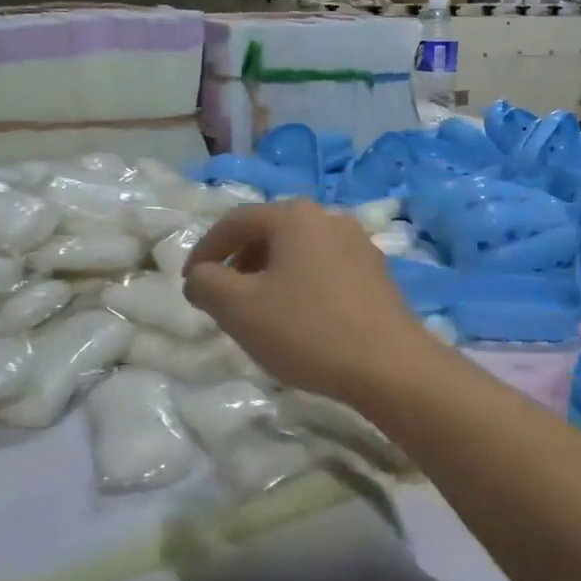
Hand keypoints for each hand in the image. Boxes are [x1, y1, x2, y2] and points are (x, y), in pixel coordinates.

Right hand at [183, 200, 436, 403]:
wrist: (389, 365)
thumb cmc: (307, 329)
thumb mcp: (238, 308)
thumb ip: (206, 284)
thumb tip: (201, 276)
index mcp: (295, 216)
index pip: (235, 221)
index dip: (206, 250)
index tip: (191, 283)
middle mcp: (330, 218)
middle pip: (270, 232)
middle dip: (240, 262)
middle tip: (225, 299)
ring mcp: (359, 244)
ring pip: (299, 252)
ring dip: (271, 275)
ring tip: (260, 312)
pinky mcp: (377, 273)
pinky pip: (325, 269)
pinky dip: (301, 285)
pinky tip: (301, 320)